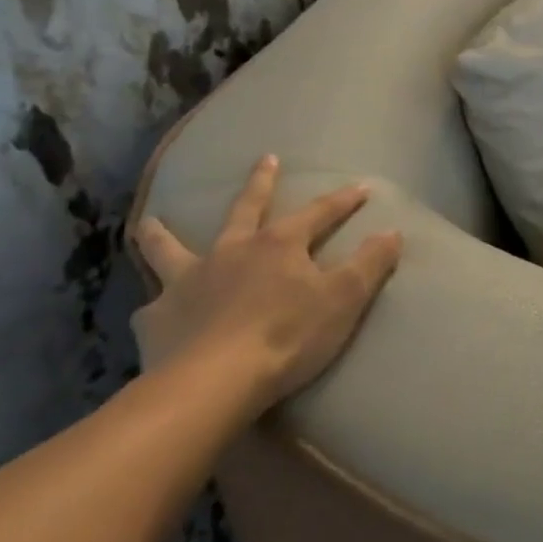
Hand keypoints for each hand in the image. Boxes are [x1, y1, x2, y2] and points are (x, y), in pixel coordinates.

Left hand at [133, 156, 402, 412]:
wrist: (214, 383)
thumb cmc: (287, 336)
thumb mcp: (344, 299)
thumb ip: (370, 264)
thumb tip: (393, 231)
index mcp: (279, 245)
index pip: (319, 212)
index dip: (343, 201)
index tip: (362, 187)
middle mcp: (231, 251)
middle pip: (247, 209)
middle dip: (261, 183)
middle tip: (266, 159)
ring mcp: (188, 282)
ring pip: (171, 249)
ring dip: (162, 234)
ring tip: (149, 222)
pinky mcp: (157, 319)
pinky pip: (152, 308)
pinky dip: (155, 307)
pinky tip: (152, 313)